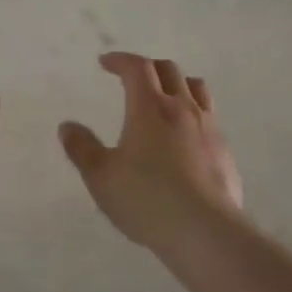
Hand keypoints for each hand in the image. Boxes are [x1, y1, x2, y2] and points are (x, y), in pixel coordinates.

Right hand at [58, 52, 244, 253]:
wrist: (205, 231)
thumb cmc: (146, 200)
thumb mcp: (101, 177)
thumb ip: (82, 149)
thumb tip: (67, 126)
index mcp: (149, 108)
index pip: (137, 68)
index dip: (120, 60)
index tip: (105, 62)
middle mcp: (182, 109)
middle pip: (169, 71)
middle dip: (147, 67)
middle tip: (131, 78)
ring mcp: (208, 128)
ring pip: (196, 88)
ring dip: (177, 83)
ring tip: (164, 96)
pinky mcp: (224, 151)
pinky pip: (209, 117)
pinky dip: (193, 113)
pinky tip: (184, 137)